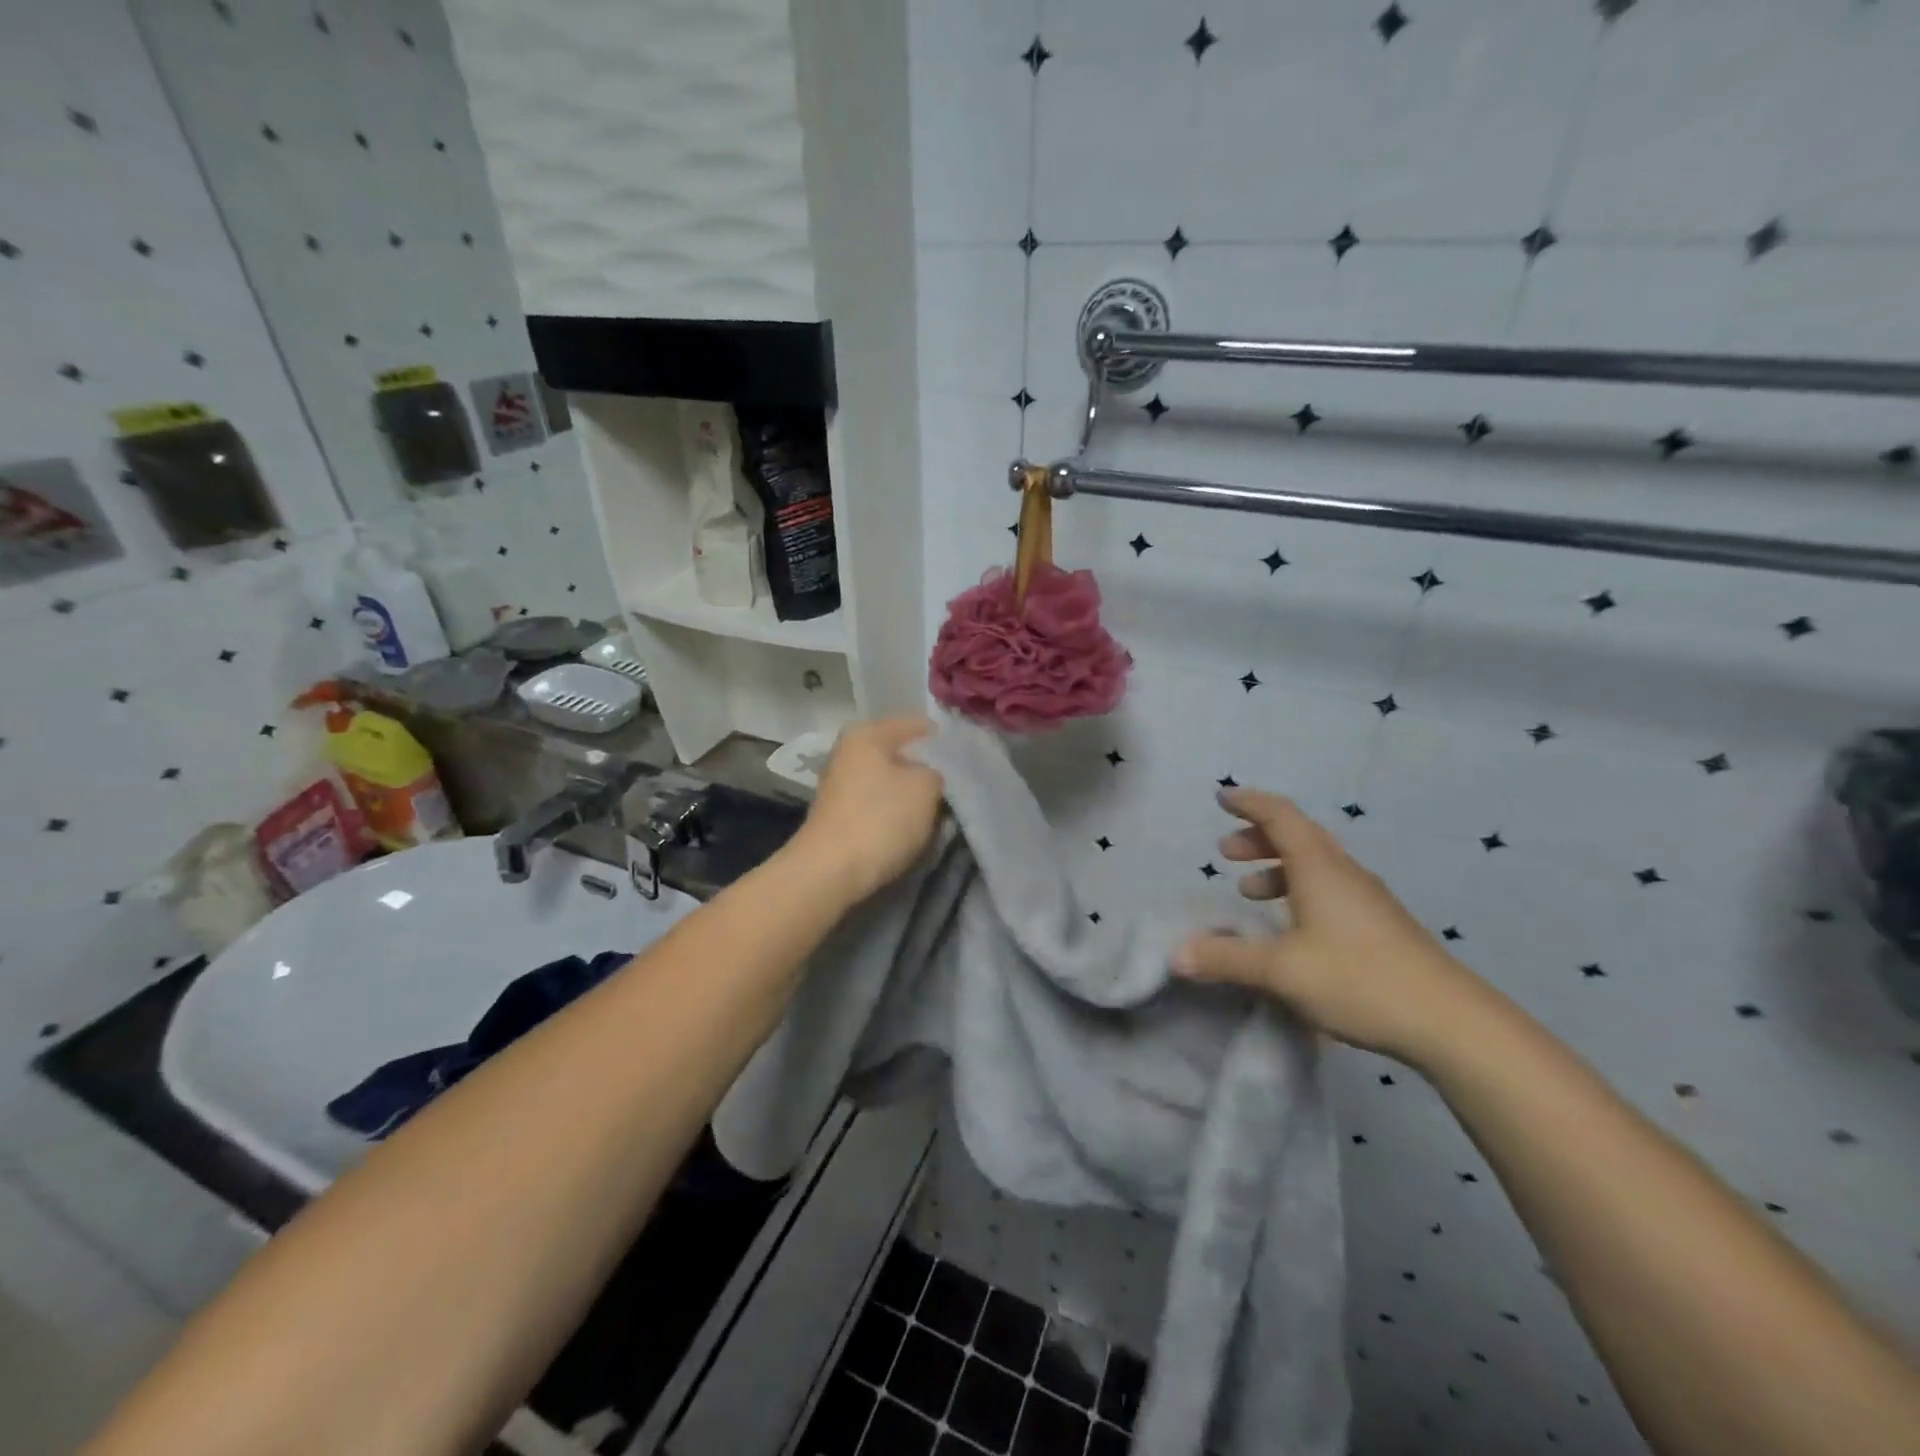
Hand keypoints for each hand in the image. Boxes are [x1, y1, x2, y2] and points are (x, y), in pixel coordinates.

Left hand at [788, 717, 944, 903]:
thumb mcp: (925, 788)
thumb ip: (935, 773)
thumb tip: (927, 777)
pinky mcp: (840, 816)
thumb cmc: (881, 818)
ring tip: (937, 812)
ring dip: (911, 797)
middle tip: (952, 787)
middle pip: (899, 754)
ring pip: (889, 782)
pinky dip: (895, 815)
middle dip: (924, 770)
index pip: (913, 724)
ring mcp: (840, 785)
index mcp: (867, 734)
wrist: (831, 871)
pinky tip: (912, 830)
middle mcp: (848, 753)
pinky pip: (878, 806)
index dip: (939, 737)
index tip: (962, 753)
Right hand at [1175, 788, 1497, 1066]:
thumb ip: (1227, 959)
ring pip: (1316, 865)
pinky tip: (1292, 927)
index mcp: (1320, 868)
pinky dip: (1299, 890)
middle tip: (1226, 852)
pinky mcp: (1381, 926)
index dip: (1249, 803)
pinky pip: (1330, 888)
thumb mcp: (1282, 971)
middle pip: (1298, 836)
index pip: (1280, 816)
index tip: (1221, 797)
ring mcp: (1368, 899)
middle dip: (1258, 838)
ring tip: (1251, 891)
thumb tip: (1175, 955)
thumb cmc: (1359, 980)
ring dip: (1278, 867)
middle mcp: (1344, 873)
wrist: (1452, 1022)